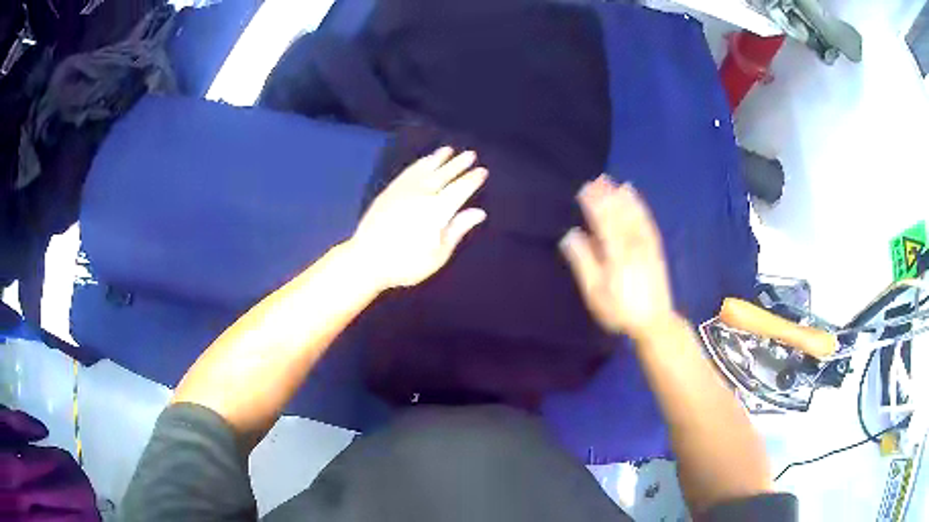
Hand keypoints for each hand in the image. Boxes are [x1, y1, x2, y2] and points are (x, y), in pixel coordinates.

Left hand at [351, 147, 487, 290]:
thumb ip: (457, 230)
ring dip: (439, 158)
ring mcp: (403, 190)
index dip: (472, 179)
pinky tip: (423, 161)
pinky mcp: (389, 191)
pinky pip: (408, 171)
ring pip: (425, 168)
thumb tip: (478, 212)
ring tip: (449, 150)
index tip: (482, 171)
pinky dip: (419, 163)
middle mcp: (422, 194)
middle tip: (471, 153)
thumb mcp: (438, 255)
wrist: (366, 260)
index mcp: (437, 210)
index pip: (460, 189)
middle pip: (444, 174)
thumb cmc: (406, 264)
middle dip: (459, 163)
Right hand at [559, 175, 674, 341]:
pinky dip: (641, 208)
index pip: (602, 220)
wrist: (654, 322)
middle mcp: (632, 243)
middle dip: (607, 196)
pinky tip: (636, 200)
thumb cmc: (619, 310)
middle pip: (618, 214)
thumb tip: (570, 235)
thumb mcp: (595, 292)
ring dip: (624, 198)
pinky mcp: (655, 249)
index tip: (584, 189)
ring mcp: (646, 245)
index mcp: (614, 252)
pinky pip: (647, 222)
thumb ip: (583, 262)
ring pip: (634, 215)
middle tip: (597, 179)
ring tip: (616, 184)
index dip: (593, 203)